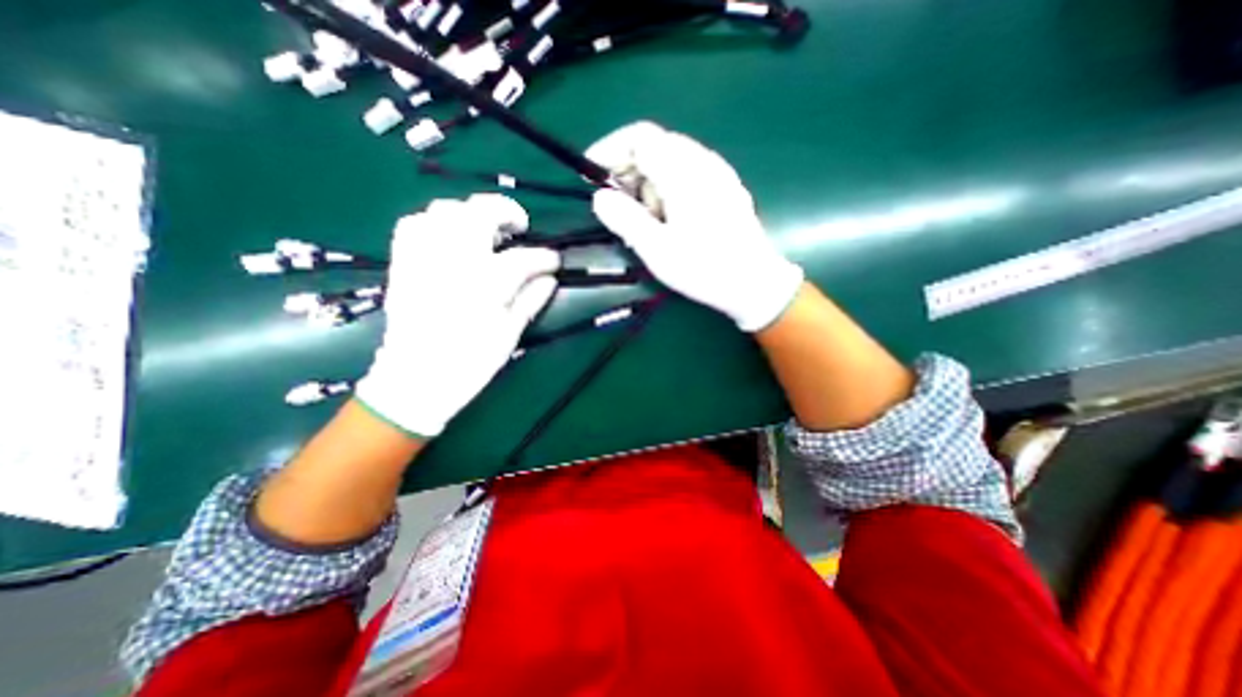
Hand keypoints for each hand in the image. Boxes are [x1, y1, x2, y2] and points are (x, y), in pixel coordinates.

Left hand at [353, 194, 558, 438]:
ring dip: (470, 213)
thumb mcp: (509, 335)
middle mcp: (453, 262)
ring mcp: (424, 258)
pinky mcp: (404, 263)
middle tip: (520, 226)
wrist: (415, 379)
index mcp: (485, 285)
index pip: (523, 258)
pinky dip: (435, 222)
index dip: (545, 257)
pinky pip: (414, 224)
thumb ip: (530, 300)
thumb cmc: (469, 363)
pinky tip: (449, 236)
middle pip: (479, 214)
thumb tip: (549, 278)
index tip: (555, 260)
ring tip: (485, 229)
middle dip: (506, 211)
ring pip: (445, 211)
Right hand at [587, 120, 804, 331]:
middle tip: (617, 209)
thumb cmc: (704, 268)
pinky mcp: (724, 189)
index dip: (610, 150)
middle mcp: (702, 162)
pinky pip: (686, 177)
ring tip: (645, 223)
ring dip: (648, 186)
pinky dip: (666, 192)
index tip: (591, 176)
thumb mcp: (656, 249)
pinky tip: (667, 221)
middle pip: (655, 148)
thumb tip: (600, 197)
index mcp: (684, 171)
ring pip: (670, 164)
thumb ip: (625, 219)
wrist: (754, 284)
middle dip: (628, 173)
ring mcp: (717, 174)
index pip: (639, 137)